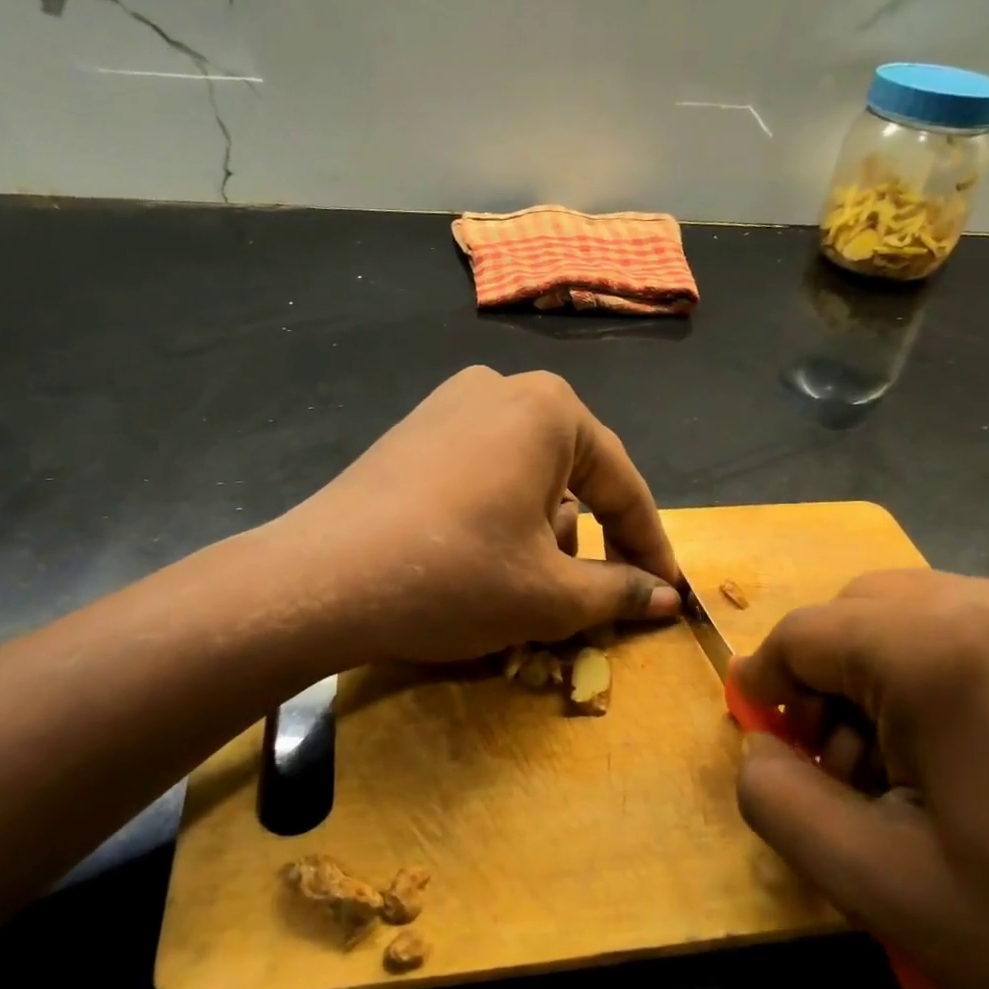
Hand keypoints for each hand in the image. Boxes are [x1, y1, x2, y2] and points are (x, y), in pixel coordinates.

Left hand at [276, 367, 679, 664]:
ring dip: (540, 533)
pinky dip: (496, 517)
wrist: (320, 581)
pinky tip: (475, 560)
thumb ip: (619, 590)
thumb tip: (666, 596)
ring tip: (522, 587)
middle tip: (587, 599)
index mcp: (550, 410)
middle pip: (572, 477)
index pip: (623, 486)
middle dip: (585, 542)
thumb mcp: (549, 593)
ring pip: (525, 477)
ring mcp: (448, 406)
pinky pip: (480, 474)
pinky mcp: (411, 434)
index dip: (650, 546)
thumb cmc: (453, 576)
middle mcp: (502, 389)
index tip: (668, 591)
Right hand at [731, 570, 988, 988]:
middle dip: (825, 682)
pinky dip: (942, 682)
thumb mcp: (883, 889)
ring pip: (919, 619)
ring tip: (909, 779)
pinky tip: (977, 767)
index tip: (763, 744)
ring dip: (882, 682)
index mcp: (946, 648)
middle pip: (860, 614)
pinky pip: (982, 637)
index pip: (804, 632)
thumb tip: (759, 751)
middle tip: (840, 772)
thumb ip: (779, 801)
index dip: (764, 685)